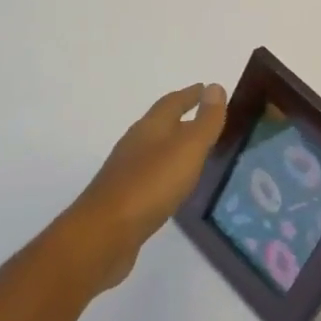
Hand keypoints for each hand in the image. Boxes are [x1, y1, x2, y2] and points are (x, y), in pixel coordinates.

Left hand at [62, 82, 227, 289]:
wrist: (104, 234)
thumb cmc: (151, 184)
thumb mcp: (187, 148)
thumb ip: (205, 121)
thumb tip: (215, 87)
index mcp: (151, 127)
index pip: (173, 102)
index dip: (191, 94)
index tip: (207, 89)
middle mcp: (136, 144)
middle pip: (161, 124)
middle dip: (183, 118)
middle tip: (207, 119)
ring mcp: (127, 172)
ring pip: (155, 150)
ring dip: (174, 146)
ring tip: (196, 152)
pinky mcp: (124, 199)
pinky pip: (150, 176)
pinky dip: (166, 173)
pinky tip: (174, 187)